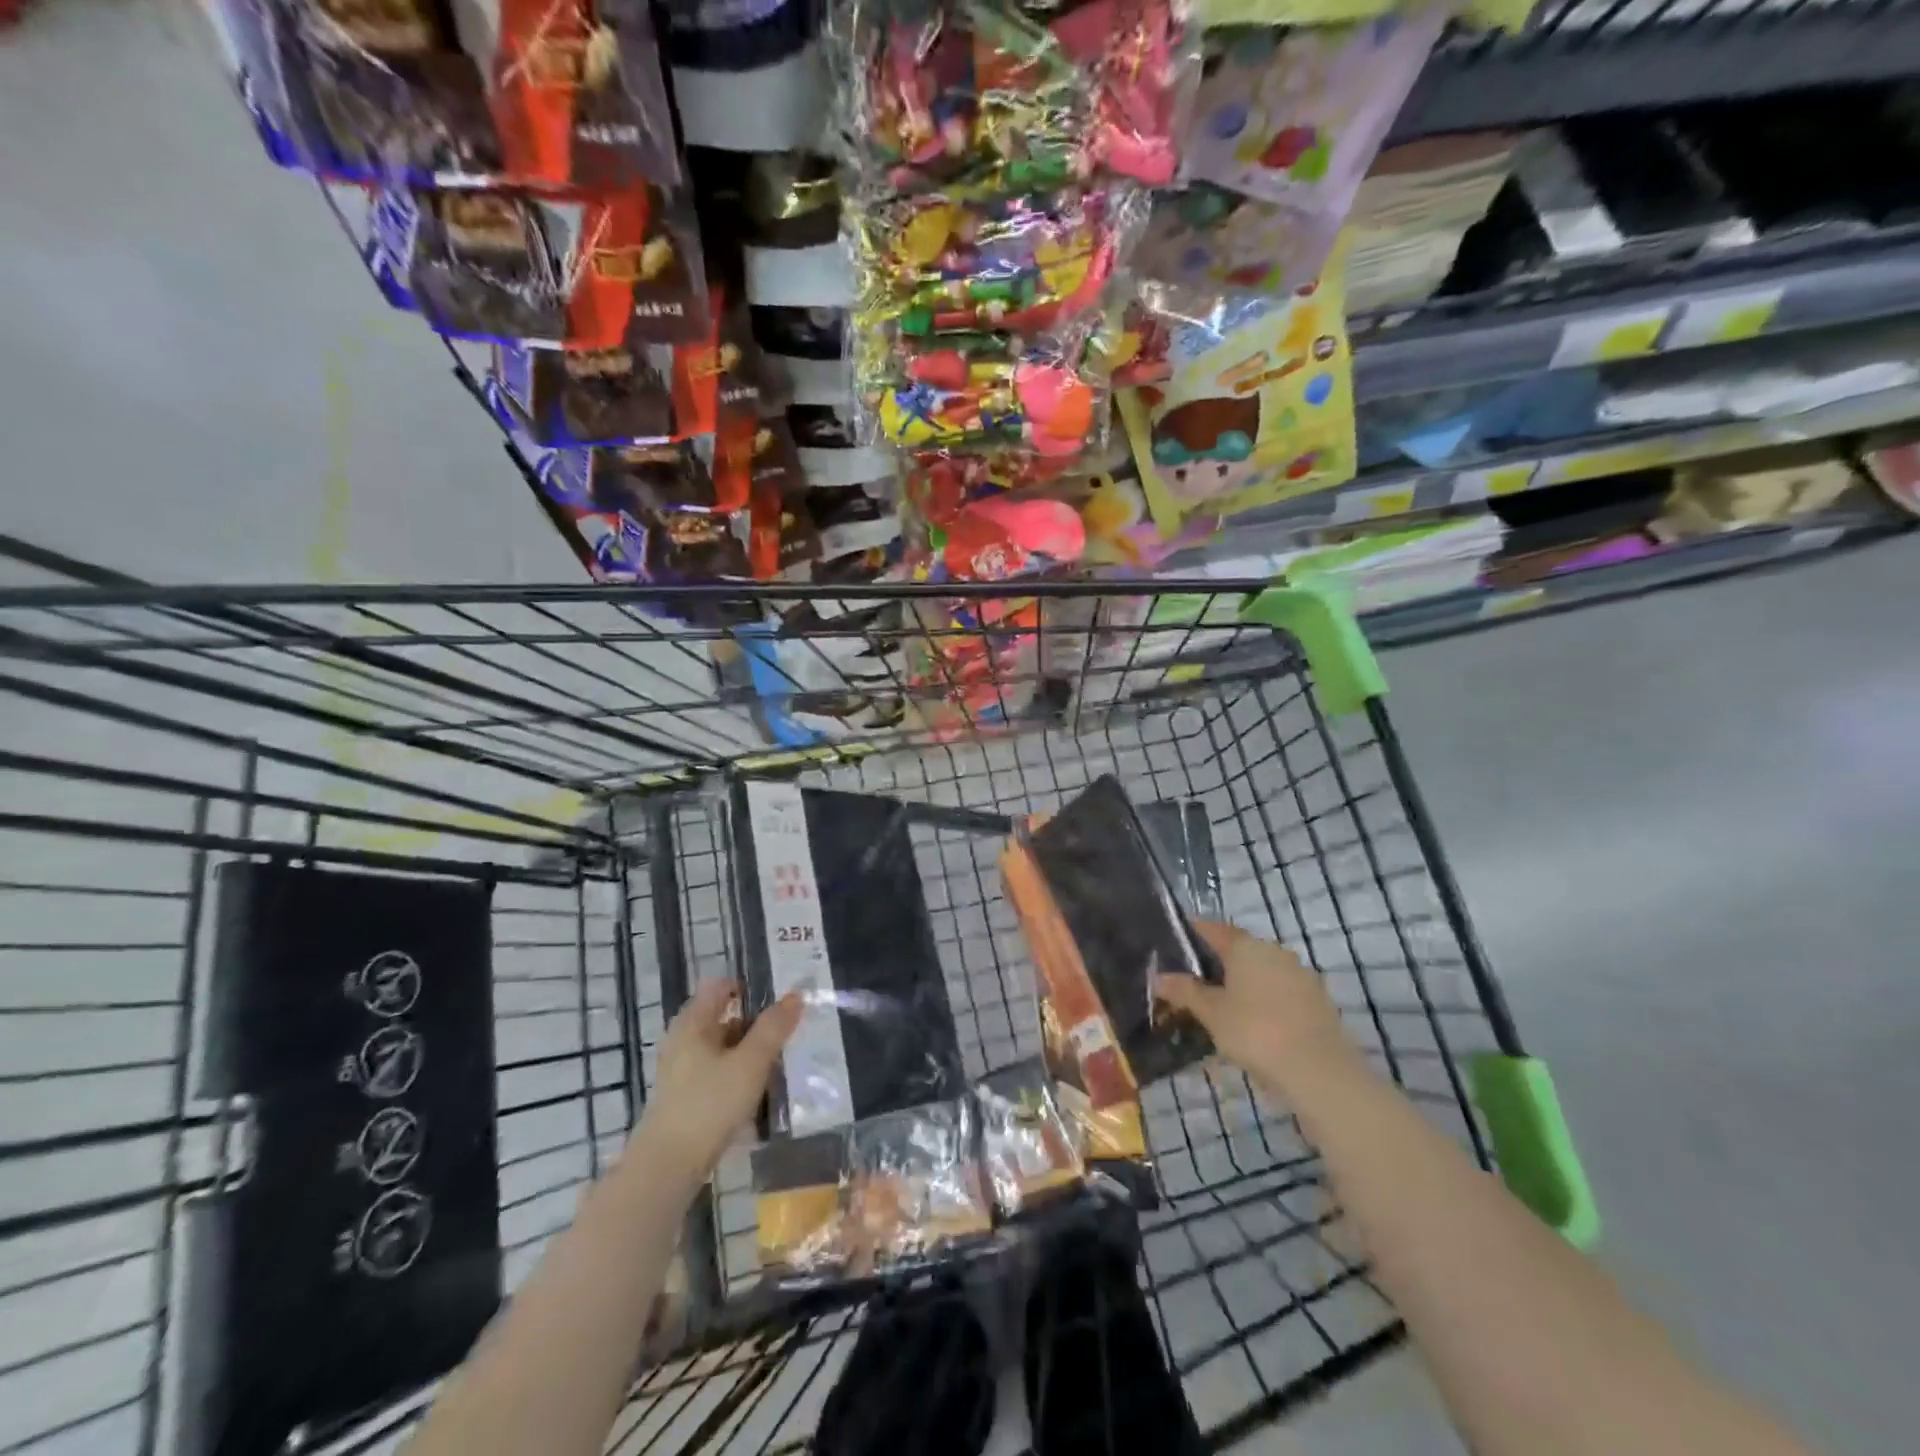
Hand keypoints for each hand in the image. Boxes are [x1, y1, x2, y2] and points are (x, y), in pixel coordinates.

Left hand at [636, 981, 802, 1179]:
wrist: (668, 1166)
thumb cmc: (710, 1104)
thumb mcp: (751, 1062)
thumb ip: (774, 1027)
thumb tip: (796, 995)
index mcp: (693, 1022)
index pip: (721, 986)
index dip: (749, 987)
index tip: (779, 1000)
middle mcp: (683, 1039)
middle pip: (724, 1017)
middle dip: (756, 1023)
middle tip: (788, 1033)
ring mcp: (681, 1069)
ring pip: (722, 1047)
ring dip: (749, 1052)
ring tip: (779, 1064)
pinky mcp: (684, 1096)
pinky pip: (717, 1072)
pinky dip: (738, 1074)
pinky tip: (758, 1092)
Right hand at [1154, 921, 1354, 1092]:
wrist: (1321, 1072)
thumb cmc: (1256, 1032)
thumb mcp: (1211, 1014)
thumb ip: (1185, 992)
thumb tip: (1159, 977)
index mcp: (1245, 946)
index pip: (1212, 929)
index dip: (1191, 934)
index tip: (1173, 945)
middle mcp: (1274, 951)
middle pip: (1238, 950)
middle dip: (1216, 964)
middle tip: (1193, 984)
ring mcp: (1300, 975)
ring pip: (1261, 972)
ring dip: (1241, 984)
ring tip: (1221, 1009)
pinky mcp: (1317, 1000)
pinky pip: (1280, 992)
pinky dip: (1263, 1001)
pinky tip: (1253, 1025)